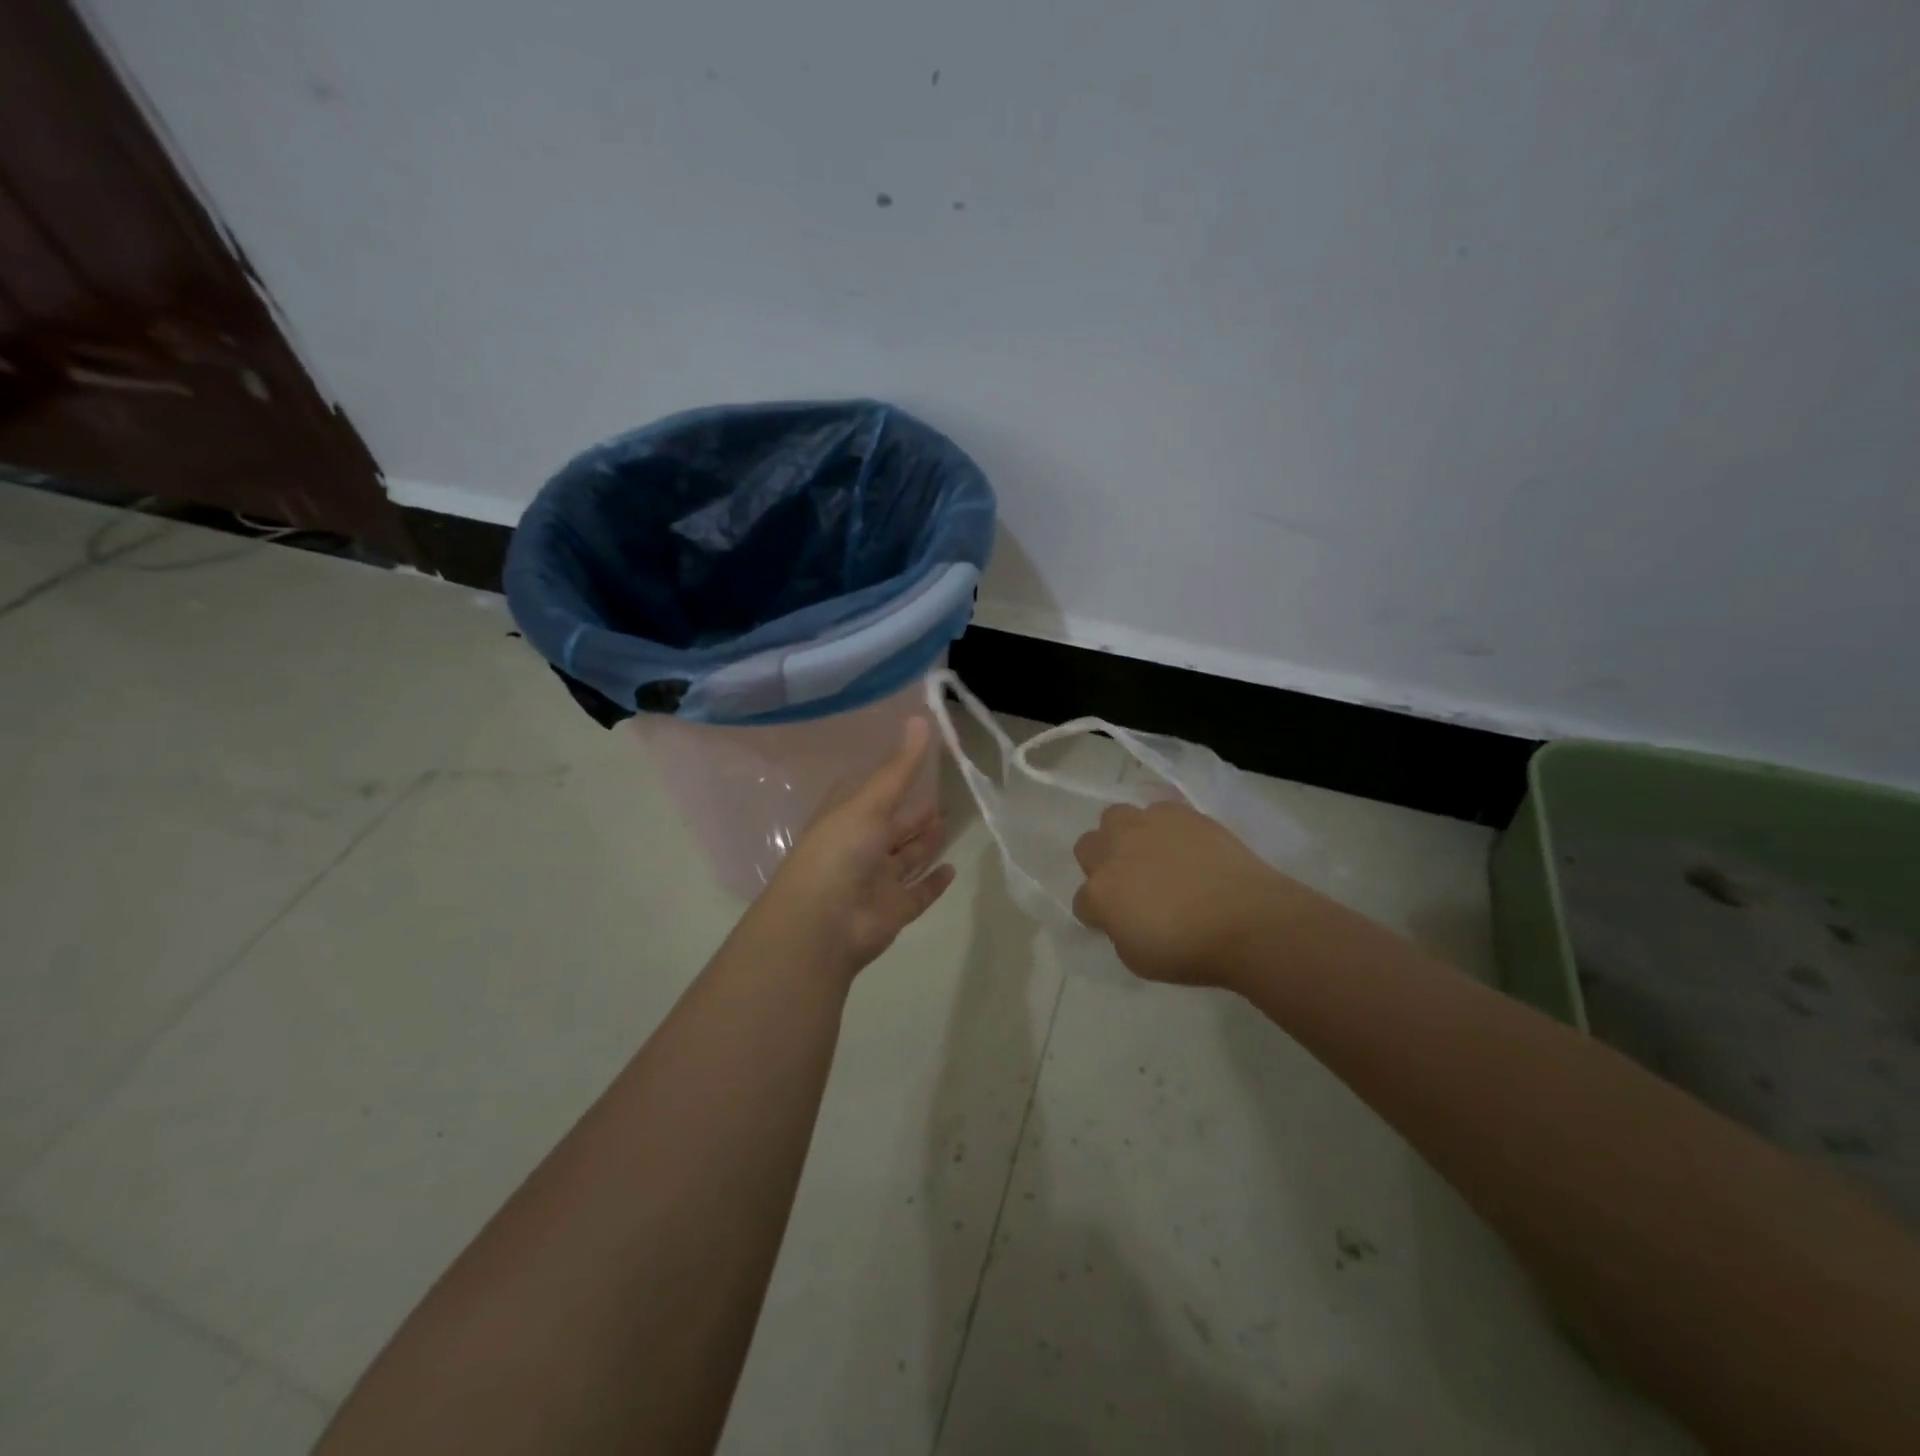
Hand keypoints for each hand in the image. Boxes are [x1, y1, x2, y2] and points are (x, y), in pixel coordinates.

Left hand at [749, 716, 956, 982]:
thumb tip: (922, 717)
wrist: (823, 925)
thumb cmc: (839, 853)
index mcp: (845, 819)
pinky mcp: (892, 911)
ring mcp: (876, 881)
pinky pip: (917, 893)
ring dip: (924, 844)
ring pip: (905, 859)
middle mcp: (859, 848)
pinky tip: (952, 869)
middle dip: (912, 814)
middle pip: (891, 827)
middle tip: (941, 795)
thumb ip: (900, 767)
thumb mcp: (870, 803)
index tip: (915, 760)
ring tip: (948, 823)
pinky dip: (933, 883)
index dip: (890, 778)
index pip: (868, 793)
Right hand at [1072, 800, 1295, 986]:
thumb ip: (1118, 930)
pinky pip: (1158, 810)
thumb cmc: (1191, 951)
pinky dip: (1163, 825)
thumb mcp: (1137, 958)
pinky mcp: (1181, 813)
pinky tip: (1182, 843)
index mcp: (1099, 892)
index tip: (1115, 923)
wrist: (1248, 921)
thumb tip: (1122, 916)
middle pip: (1087, 846)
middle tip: (1126, 881)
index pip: (1081, 902)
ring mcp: (1147, 826)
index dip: (1097, 914)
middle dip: (1100, 862)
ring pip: (1115, 817)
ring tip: (1150, 852)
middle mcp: (1114, 851)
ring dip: (1124, 835)